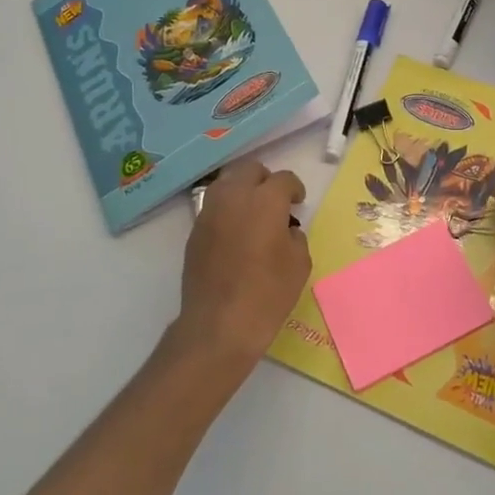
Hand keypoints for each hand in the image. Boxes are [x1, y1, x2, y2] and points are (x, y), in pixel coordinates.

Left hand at [175, 161, 310, 378]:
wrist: (219, 324)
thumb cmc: (267, 293)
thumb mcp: (299, 264)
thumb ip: (295, 236)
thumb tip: (284, 229)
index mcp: (265, 200)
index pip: (283, 179)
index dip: (294, 189)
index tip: (298, 203)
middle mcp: (234, 197)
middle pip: (250, 170)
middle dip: (266, 180)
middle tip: (276, 202)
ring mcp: (209, 213)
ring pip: (227, 183)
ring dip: (243, 190)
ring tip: (254, 213)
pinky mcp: (195, 232)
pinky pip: (214, 207)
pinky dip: (227, 210)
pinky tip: (236, 233)